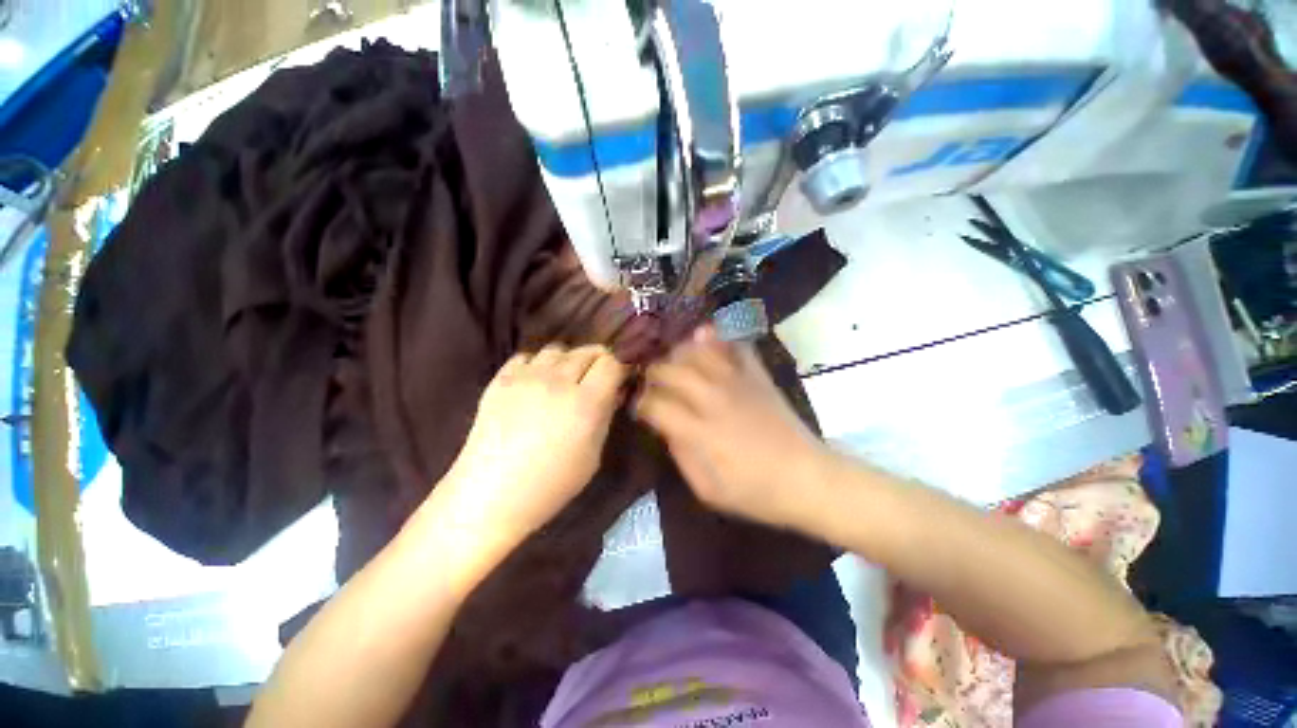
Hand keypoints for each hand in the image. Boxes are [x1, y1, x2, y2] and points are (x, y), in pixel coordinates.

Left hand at [428, 344, 628, 561]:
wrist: (491, 495)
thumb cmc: (551, 484)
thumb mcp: (593, 455)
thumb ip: (606, 416)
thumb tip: (614, 391)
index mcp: (586, 402)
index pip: (612, 362)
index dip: (621, 365)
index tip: (621, 375)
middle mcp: (558, 381)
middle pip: (587, 351)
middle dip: (599, 360)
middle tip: (598, 377)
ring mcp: (526, 377)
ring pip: (557, 349)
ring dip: (569, 359)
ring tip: (566, 377)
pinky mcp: (500, 379)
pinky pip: (526, 356)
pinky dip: (537, 363)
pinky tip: (537, 380)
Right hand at [634, 327, 829, 528]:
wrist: (807, 478)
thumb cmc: (754, 491)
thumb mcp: (707, 489)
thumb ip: (680, 454)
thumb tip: (665, 427)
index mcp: (699, 431)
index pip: (655, 404)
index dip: (640, 403)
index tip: (638, 407)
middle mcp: (713, 399)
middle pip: (671, 371)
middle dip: (652, 373)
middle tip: (649, 380)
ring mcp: (737, 382)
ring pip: (697, 352)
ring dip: (677, 352)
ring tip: (670, 357)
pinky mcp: (757, 375)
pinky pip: (734, 346)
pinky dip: (717, 337)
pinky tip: (704, 334)